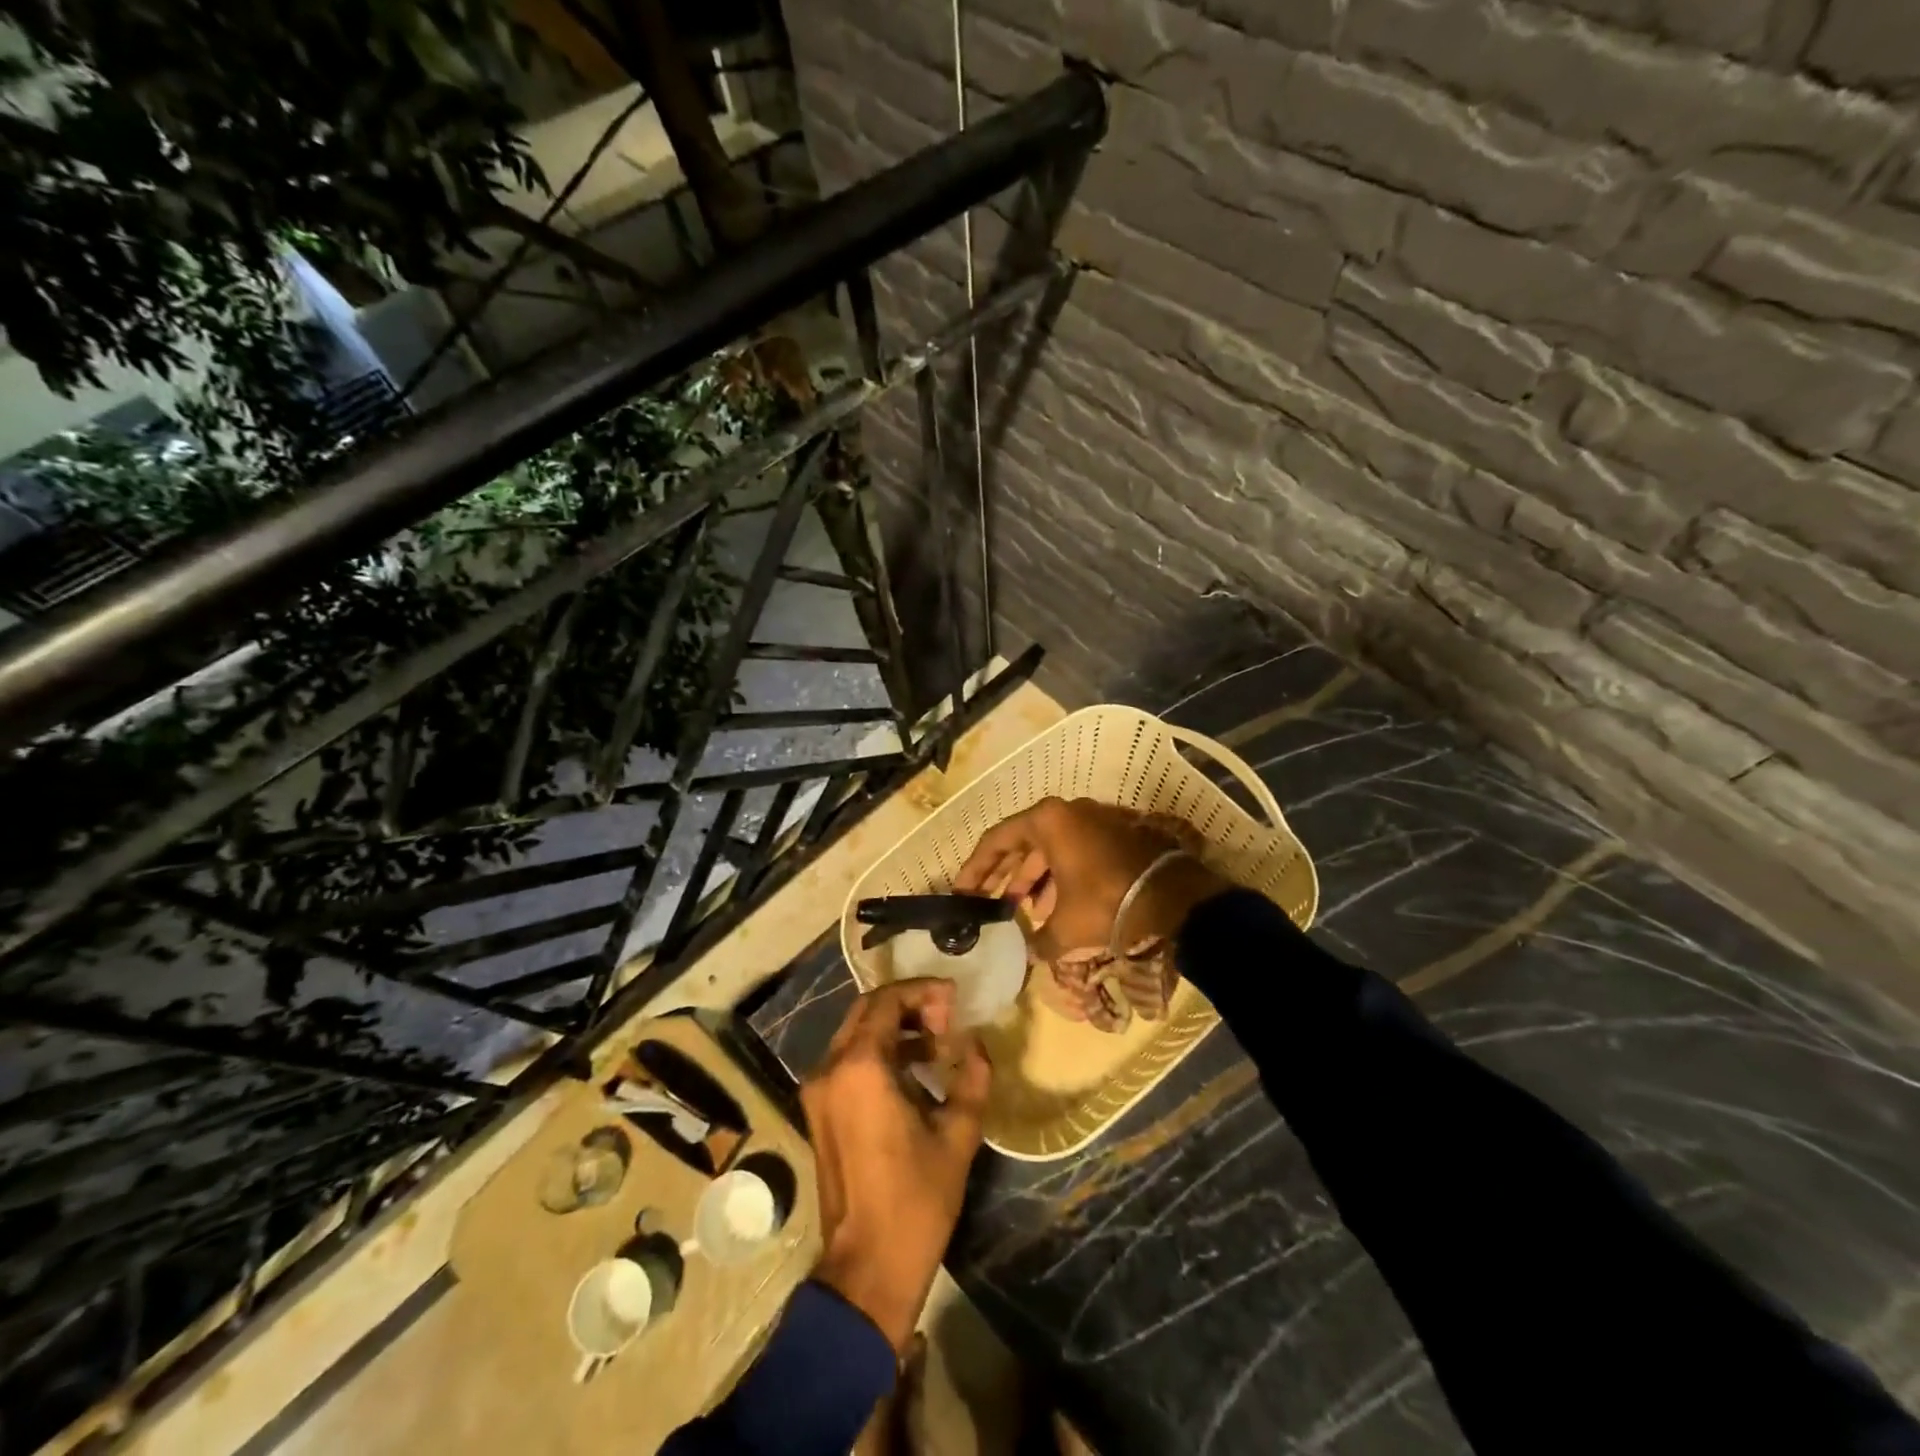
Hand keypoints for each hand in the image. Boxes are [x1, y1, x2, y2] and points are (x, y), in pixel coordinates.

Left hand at [803, 980, 990, 1348]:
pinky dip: (880, 1054)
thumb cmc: (915, 1201)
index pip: (886, 1001)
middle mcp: (830, 1069)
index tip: (954, 1000)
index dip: (922, 991)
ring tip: (937, 1046)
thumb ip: (971, 1078)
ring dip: (895, 1030)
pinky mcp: (818, 1112)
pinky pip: (849, 1063)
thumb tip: (976, 1045)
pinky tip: (914, 1074)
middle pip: (867, 1012)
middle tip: (947, 1019)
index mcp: (860, 1067)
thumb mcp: (957, 1136)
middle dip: (908, 1006)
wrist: (866, 1270)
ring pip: (856, 1035)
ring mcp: (818, 1092)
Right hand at [954, 797, 1228, 960]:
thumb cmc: (1106, 903)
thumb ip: (1037, 940)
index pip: (997, 840)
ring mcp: (1094, 821)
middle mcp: (1068, 812)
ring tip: (1019, 910)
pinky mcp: (1114, 835)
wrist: (1175, 899)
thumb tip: (1030, 954)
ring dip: (1032, 880)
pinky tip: (1053, 908)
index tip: (961, 891)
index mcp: (1047, 821)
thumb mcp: (1064, 928)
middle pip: (1023, 842)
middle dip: (1004, 875)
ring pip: (1050, 850)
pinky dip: (1059, 878)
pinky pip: (1074, 853)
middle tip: (985, 902)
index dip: (975, 868)